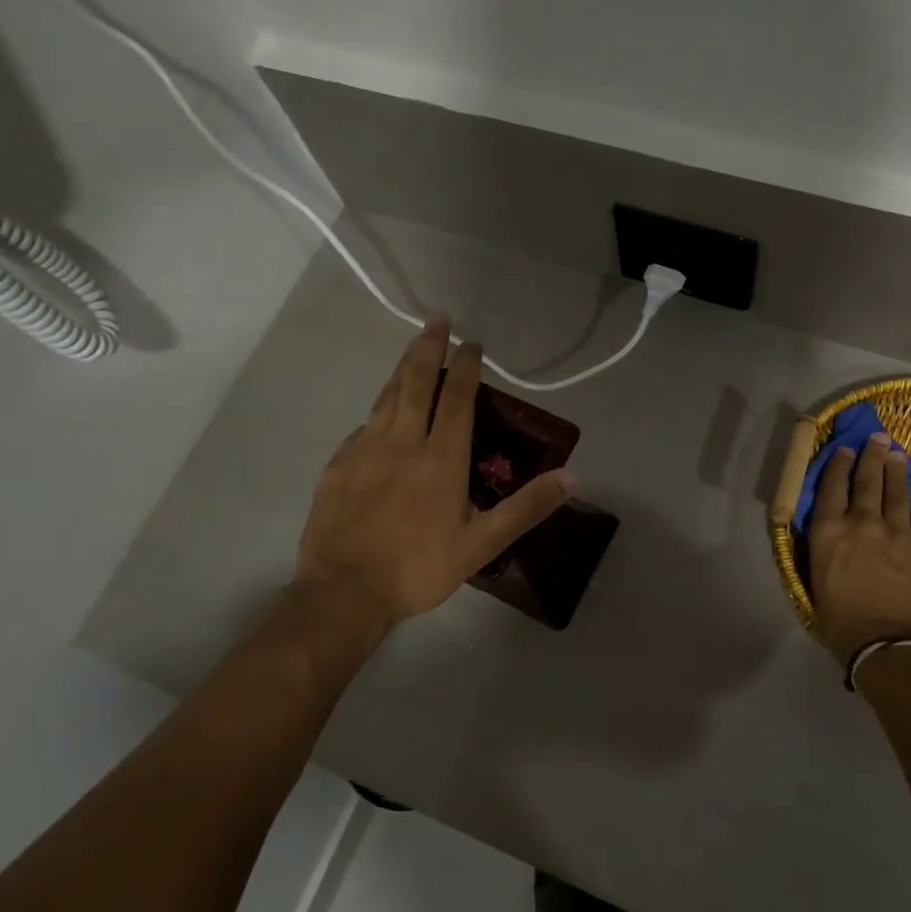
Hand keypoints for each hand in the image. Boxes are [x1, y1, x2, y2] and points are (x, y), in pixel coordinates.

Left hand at [296, 318, 573, 632]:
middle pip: (416, 382)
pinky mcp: (338, 466)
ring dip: (402, 369)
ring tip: (412, 350)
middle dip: (428, 347)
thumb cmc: (419, 568)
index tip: (473, 342)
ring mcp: (364, 450)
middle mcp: (402, 442)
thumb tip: (572, 477)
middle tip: (437, 319)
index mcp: (441, 458)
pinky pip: (363, 426)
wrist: (343, 593)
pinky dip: (379, 410)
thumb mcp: (483, 543)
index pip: (458, 398)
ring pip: (386, 398)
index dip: (467, 366)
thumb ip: (527, 507)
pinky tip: (381, 414)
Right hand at [807, 433, 910, 665]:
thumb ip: (821, 552)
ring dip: (896, 469)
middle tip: (878, 438)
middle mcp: (860, 522)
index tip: (845, 449)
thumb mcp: (815, 582)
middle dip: (871, 456)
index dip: (839, 465)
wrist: (888, 642)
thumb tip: (827, 538)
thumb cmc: (841, 621)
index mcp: (828, 531)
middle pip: (866, 480)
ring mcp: (895, 530)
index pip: (832, 487)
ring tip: (897, 454)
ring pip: (896, 490)